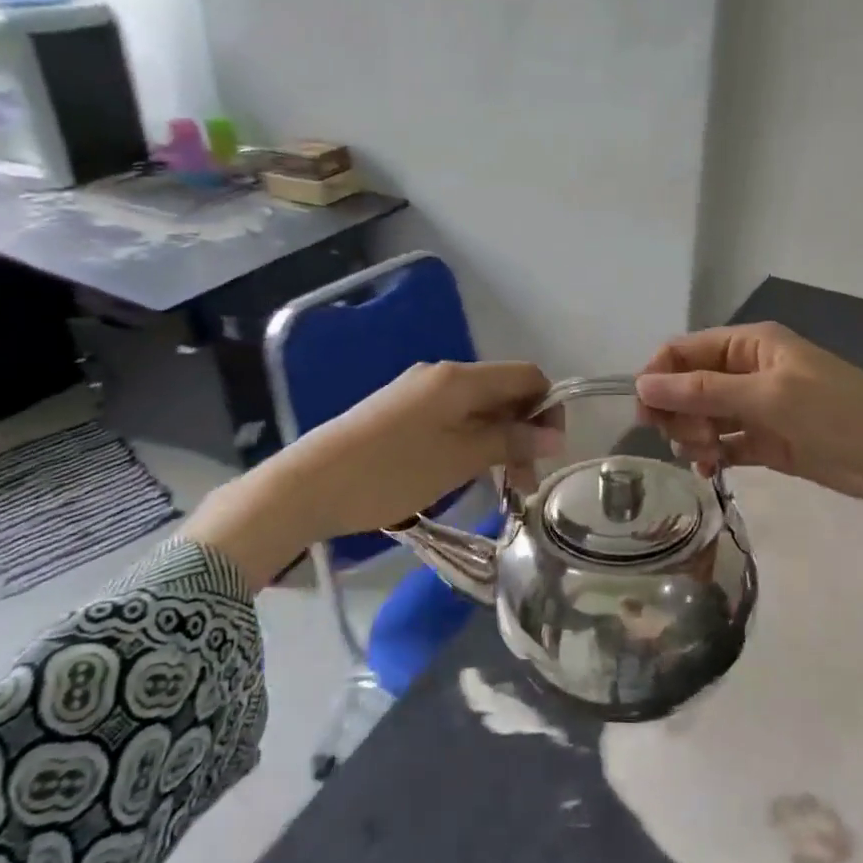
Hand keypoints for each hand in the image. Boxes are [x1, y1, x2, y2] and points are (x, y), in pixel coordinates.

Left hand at [182, 362, 560, 586]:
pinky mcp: (399, 413)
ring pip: (476, 409)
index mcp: (459, 378)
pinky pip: (450, 419)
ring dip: (497, 441)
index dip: (548, 408)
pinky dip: (469, 442)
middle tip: (524, 483)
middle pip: (502, 392)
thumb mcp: (458, 460)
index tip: (548, 453)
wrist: (309, 484)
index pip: (526, 376)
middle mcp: (440, 375)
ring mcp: (417, 393)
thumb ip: (509, 442)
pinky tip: (462, 474)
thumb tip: (553, 434)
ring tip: (498, 487)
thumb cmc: (391, 472)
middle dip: (523, 431)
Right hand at [634, 323, 862, 562]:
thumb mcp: (769, 396)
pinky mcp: (769, 442)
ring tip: (706, 458)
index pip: (685, 350)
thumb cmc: (840, 414)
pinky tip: (710, 471)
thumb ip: (703, 391)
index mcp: (750, 344)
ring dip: (694, 436)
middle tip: (687, 439)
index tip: (645, 411)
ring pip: (703, 416)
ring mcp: (759, 408)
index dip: (659, 376)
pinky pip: (725, 443)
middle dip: (678, 411)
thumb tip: (642, 384)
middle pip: (689, 385)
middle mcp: (749, 371)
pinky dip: (713, 455)